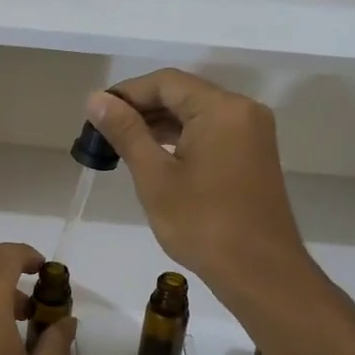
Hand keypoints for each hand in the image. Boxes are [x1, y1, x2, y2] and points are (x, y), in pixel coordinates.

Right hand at [85, 70, 317, 305]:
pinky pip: (212, 131)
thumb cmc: (203, 223)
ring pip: (197, 113)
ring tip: (122, 144)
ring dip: (160, 124)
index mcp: (221, 108)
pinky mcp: (254, 154)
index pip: (165, 82)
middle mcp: (242, 110)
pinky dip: (182, 138)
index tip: (95, 114)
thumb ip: (126, 132)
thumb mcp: (155, 176)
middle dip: (142, 109)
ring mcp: (252, 133)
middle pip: (183, 94)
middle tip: (103, 131)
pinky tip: (155, 155)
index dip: (126, 93)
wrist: (260, 271)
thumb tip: (97, 99)